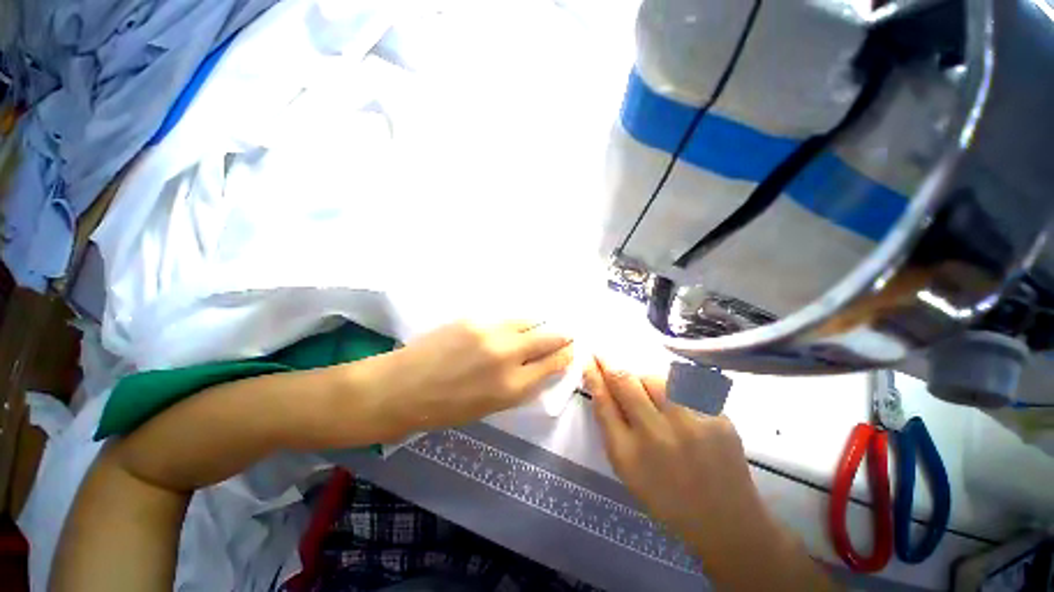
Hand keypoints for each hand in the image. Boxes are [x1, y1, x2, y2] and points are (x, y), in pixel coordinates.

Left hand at [363, 321, 573, 433]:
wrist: (402, 388)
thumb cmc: (447, 408)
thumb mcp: (492, 406)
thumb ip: (520, 384)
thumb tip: (540, 366)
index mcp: (513, 387)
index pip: (554, 363)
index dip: (566, 354)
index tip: (570, 349)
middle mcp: (508, 356)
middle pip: (550, 337)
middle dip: (562, 335)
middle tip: (566, 333)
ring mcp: (491, 332)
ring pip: (530, 320)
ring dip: (539, 324)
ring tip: (538, 327)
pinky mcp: (475, 318)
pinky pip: (506, 317)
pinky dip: (514, 322)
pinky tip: (510, 326)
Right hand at [583, 359, 762, 554]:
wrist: (724, 520)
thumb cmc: (665, 496)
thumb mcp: (627, 469)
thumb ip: (611, 426)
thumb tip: (600, 387)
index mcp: (629, 454)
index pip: (603, 401)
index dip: (594, 375)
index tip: (588, 359)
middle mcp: (658, 435)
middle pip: (625, 381)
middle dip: (610, 363)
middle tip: (604, 355)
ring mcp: (692, 424)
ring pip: (655, 378)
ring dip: (643, 379)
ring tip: (648, 393)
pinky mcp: (719, 418)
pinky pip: (686, 387)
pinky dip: (673, 388)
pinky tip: (676, 403)